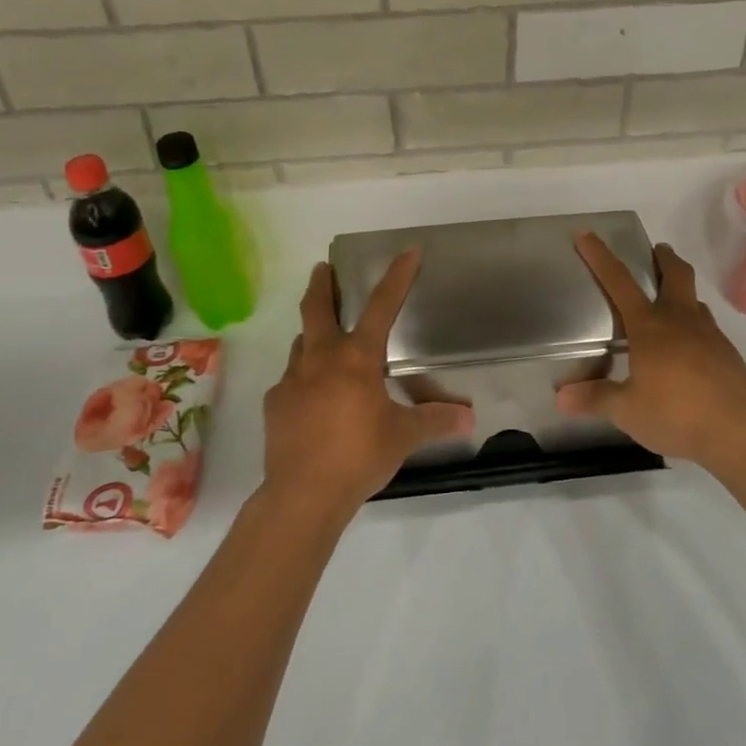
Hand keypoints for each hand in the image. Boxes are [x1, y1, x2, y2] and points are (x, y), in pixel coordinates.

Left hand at [261, 250, 473, 520]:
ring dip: (312, 334)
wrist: (304, 495)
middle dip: (322, 284)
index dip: (397, 276)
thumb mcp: (404, 437)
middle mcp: (321, 359)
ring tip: (323, 340)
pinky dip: (303, 379)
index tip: (408, 250)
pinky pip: (291, 380)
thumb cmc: (360, 456)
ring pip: (301, 343)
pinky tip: (312, 399)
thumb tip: (470, 418)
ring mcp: (292, 380)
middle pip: (317, 308)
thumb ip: (436, 421)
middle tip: (323, 268)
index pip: (382, 306)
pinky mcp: (275, 404)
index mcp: (357, 358)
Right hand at [559, 233, 745, 470]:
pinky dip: (694, 326)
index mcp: (650, 327)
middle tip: (657, 251)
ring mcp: (710, 335)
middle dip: (665, 258)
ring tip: (669, 305)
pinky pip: (708, 328)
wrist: (740, 432)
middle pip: (676, 275)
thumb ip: (596, 399)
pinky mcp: (728, 354)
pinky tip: (688, 350)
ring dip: (682, 293)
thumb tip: (561, 397)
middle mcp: (680, 321)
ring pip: (695, 301)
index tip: (587, 234)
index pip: (619, 282)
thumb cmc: (676, 414)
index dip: (601, 257)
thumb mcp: (627, 411)